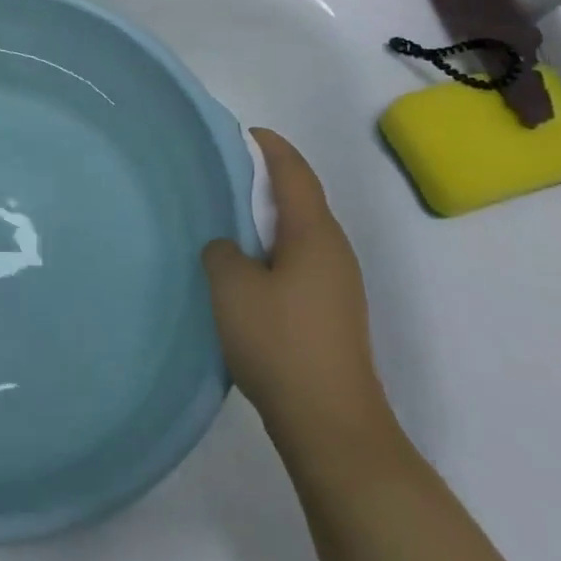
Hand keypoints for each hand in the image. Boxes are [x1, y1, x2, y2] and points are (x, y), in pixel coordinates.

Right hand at [202, 129, 387, 436]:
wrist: (332, 426)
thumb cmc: (281, 343)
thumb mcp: (232, 288)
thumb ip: (222, 252)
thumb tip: (228, 248)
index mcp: (314, 234)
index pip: (294, 172)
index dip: (270, 147)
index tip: (243, 133)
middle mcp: (334, 251)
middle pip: (301, 199)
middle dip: (267, 180)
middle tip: (224, 175)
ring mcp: (338, 285)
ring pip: (300, 234)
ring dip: (268, 219)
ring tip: (228, 219)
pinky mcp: (332, 314)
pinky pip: (299, 262)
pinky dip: (274, 250)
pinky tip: (246, 270)